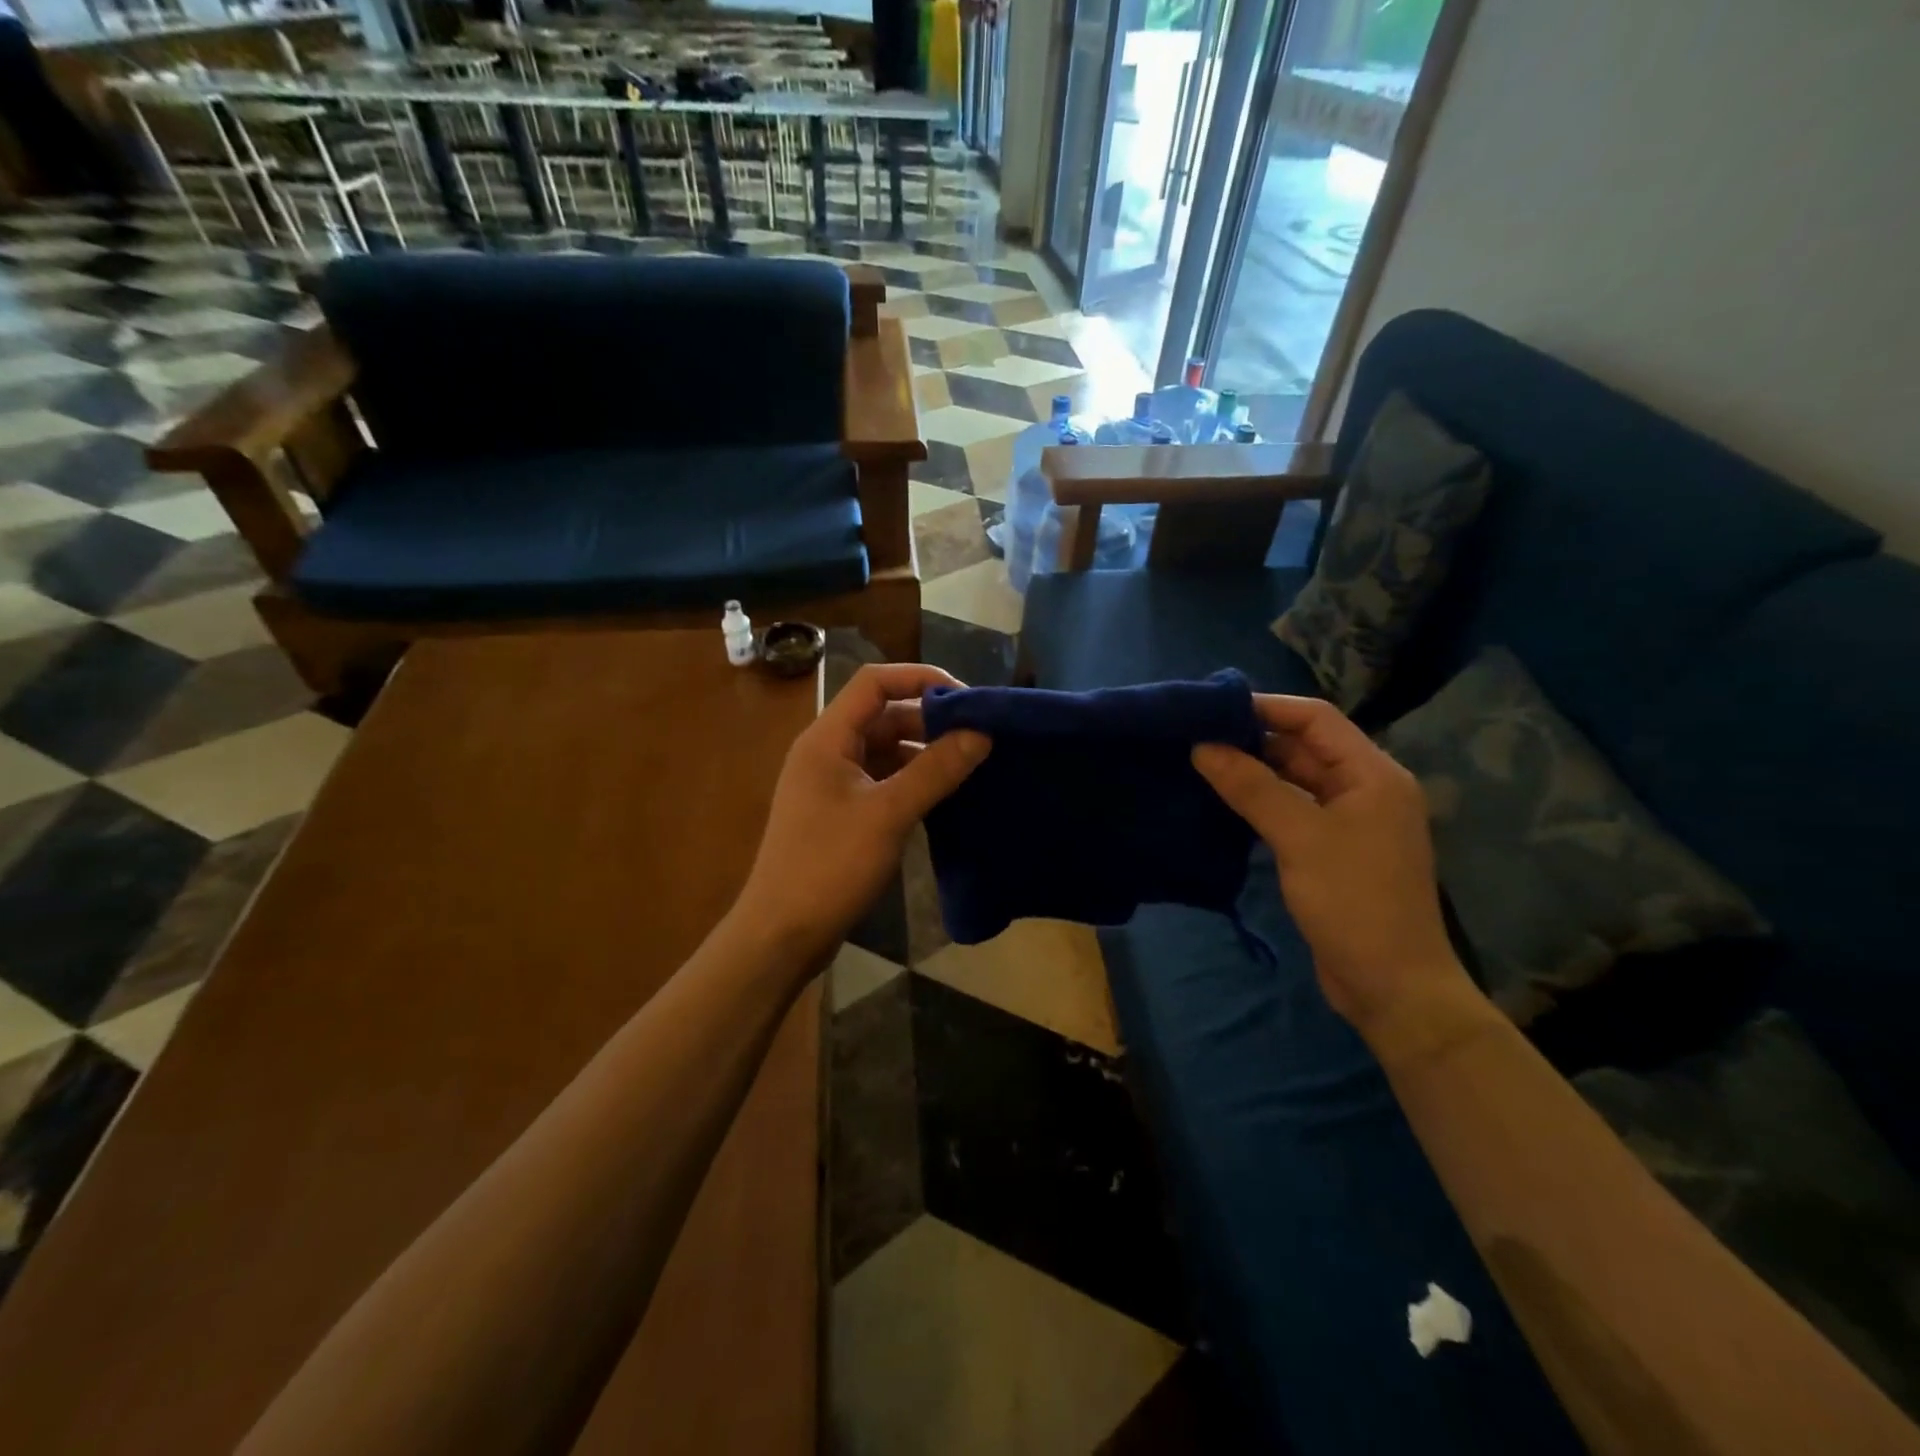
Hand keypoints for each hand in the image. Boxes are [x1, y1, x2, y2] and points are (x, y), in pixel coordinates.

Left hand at [737, 664, 989, 966]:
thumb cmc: (829, 866)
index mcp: (827, 738)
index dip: (920, 678)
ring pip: (886, 750)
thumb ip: (936, 770)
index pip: (875, 683)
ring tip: (971, 765)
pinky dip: (913, 781)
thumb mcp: (888, 814)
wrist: (782, 934)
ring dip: (925, 753)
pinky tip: (946, 796)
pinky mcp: (841, 812)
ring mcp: (833, 783)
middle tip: (979, 736)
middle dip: (930, 721)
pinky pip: (883, 780)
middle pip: (883, 715)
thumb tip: (981, 733)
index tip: (967, 698)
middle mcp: (828, 752)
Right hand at [1192, 695, 1479, 1046]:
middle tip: (1195, 737)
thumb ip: (1252, 787)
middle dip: (1253, 739)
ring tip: (1200, 764)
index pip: (1315, 719)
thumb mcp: (1299, 838)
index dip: (1266, 707)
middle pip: (1304, 747)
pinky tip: (1223, 803)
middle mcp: (1364, 789)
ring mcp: (1349, 822)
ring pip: (1295, 780)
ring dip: (1254, 771)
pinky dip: (1260, 802)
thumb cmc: (1353, 902)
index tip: (1211, 709)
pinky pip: (1292, 810)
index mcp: (1372, 774)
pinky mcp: (1332, 850)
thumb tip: (1202, 746)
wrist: (1392, 987)